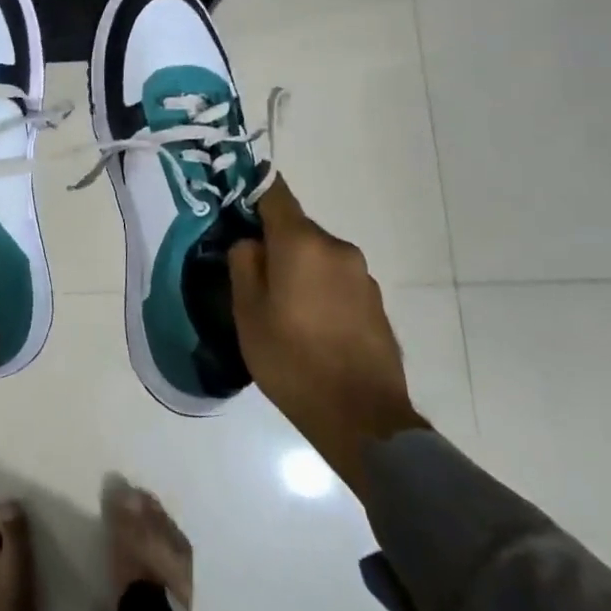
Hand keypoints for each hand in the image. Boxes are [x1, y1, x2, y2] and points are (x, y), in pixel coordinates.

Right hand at [228, 177, 426, 496]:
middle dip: (273, 242)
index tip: (234, 206)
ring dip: (298, 268)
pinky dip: (319, 289)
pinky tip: (309, 324)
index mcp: (303, 243)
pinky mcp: (375, 302)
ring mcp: (362, 276)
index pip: (275, 193)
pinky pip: (337, 280)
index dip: (252, 193)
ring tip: (280, 306)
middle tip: (251, 274)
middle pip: (296, 227)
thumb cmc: (291, 360)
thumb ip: (244, 264)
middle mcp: (337, 248)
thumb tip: (250, 242)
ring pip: (317, 255)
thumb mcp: (247, 312)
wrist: (361, 417)